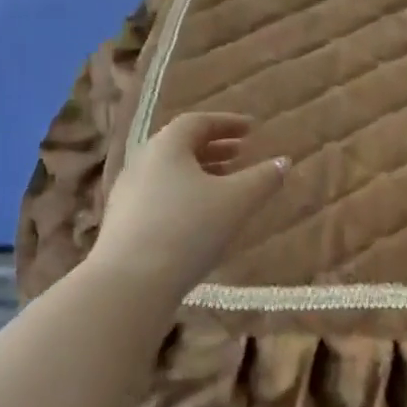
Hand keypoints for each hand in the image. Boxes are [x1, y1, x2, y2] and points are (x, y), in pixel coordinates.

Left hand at [88, 112, 287, 297]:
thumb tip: (284, 161)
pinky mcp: (122, 224)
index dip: (227, 123)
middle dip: (213, 147)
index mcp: (167, 146)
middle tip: (240, 154)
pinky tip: (200, 218)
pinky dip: (184, 195)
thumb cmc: (188, 229)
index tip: (252, 129)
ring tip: (225, 186)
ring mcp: (127, 194)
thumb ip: (264, 178)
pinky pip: (158, 196)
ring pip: (169, 173)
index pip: (197, 122)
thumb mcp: (237, 201)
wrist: (129, 284)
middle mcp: (142, 163)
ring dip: (199, 173)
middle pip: (180, 146)